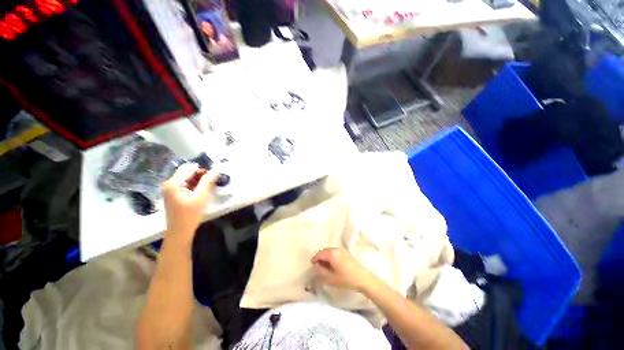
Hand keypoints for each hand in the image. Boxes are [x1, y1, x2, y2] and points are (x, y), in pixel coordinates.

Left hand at [161, 163, 217, 244]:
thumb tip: (216, 170)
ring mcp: (170, 189)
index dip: (203, 170)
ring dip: (198, 181)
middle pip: (187, 172)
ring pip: (187, 178)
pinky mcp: (173, 194)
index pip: (190, 168)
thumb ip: (208, 181)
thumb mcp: (201, 196)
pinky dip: (194, 186)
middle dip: (201, 175)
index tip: (214, 177)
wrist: (180, 231)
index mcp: (173, 183)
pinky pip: (185, 184)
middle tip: (212, 183)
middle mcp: (169, 183)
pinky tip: (201, 192)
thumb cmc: (190, 214)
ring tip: (208, 188)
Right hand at [311, 248, 376, 291]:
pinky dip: (331, 257)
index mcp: (332, 253)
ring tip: (325, 267)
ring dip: (326, 258)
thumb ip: (321, 272)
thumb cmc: (346, 279)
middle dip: (320, 258)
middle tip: (318, 267)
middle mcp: (336, 249)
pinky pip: (335, 252)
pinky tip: (333, 265)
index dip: (314, 259)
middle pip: (324, 251)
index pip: (319, 253)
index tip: (312, 266)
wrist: (363, 278)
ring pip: (330, 251)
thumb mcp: (331, 278)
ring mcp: (342, 250)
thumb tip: (316, 266)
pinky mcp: (346, 253)